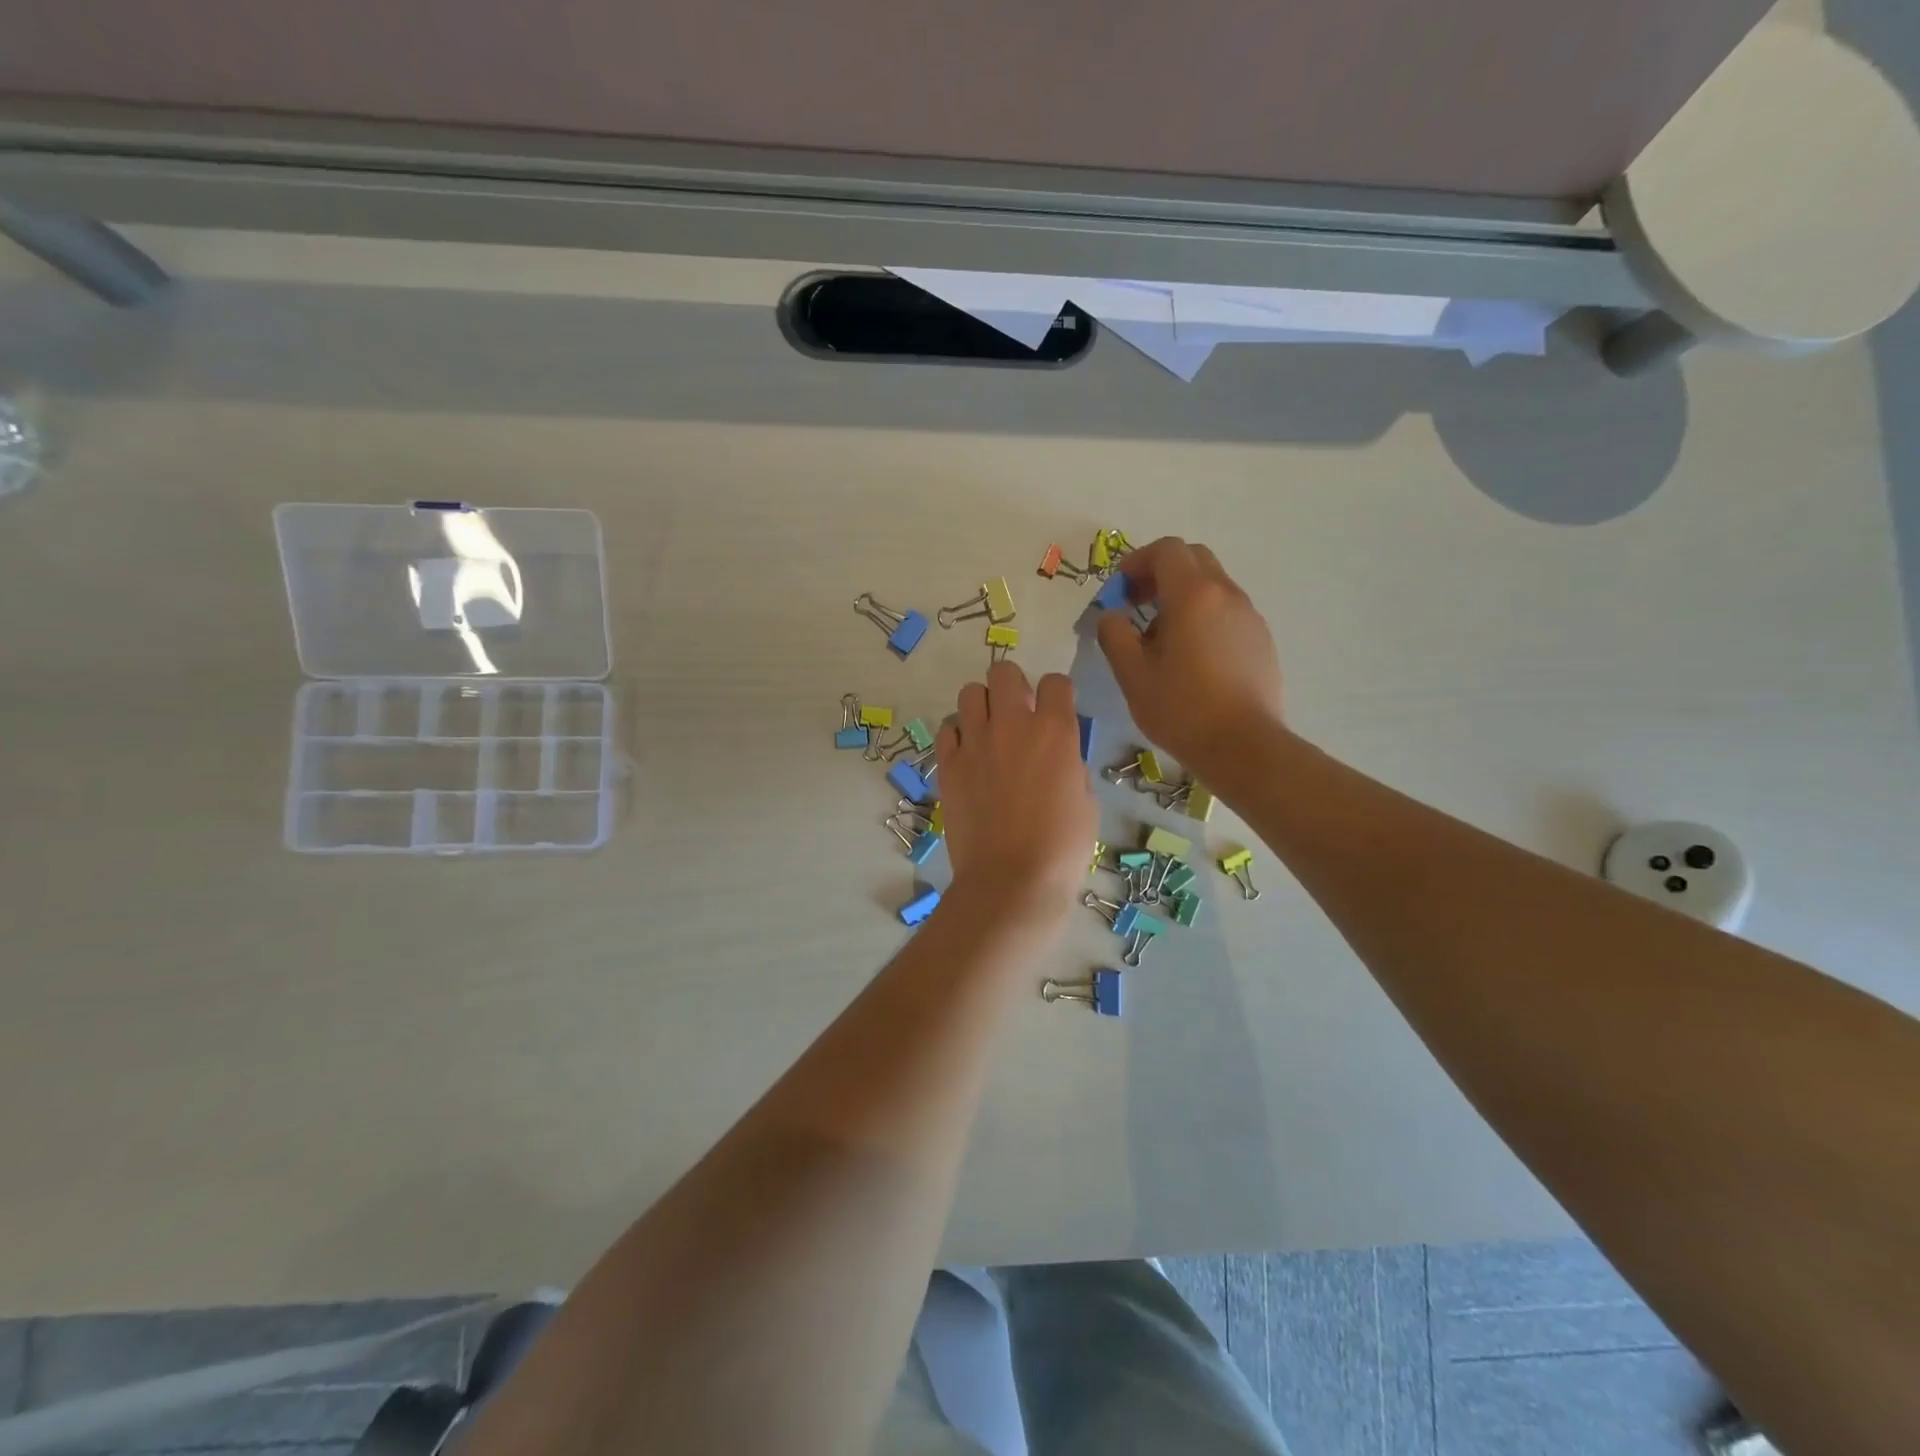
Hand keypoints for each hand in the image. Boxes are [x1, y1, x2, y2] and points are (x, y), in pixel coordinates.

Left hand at [935, 662, 1097, 935]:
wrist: (1012, 880)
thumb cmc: (1061, 847)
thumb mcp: (1085, 800)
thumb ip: (1069, 763)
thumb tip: (1056, 754)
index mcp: (1055, 731)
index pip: (1055, 682)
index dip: (1057, 694)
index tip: (1055, 710)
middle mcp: (1012, 725)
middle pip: (1004, 672)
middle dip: (1013, 686)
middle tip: (1017, 714)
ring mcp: (974, 742)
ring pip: (970, 693)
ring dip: (982, 706)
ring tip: (988, 731)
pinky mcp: (947, 764)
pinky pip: (947, 728)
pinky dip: (957, 734)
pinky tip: (967, 754)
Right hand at [1095, 537, 1284, 781]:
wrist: (1244, 746)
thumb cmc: (1181, 709)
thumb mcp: (1132, 674)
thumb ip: (1114, 635)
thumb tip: (1111, 616)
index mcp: (1193, 595)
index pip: (1166, 551)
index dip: (1137, 562)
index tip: (1120, 591)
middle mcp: (1226, 595)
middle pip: (1193, 559)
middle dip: (1161, 573)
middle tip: (1138, 604)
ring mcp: (1249, 617)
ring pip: (1212, 586)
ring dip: (1182, 597)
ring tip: (1161, 640)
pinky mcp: (1261, 640)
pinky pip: (1227, 612)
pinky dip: (1203, 617)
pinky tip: (1191, 658)